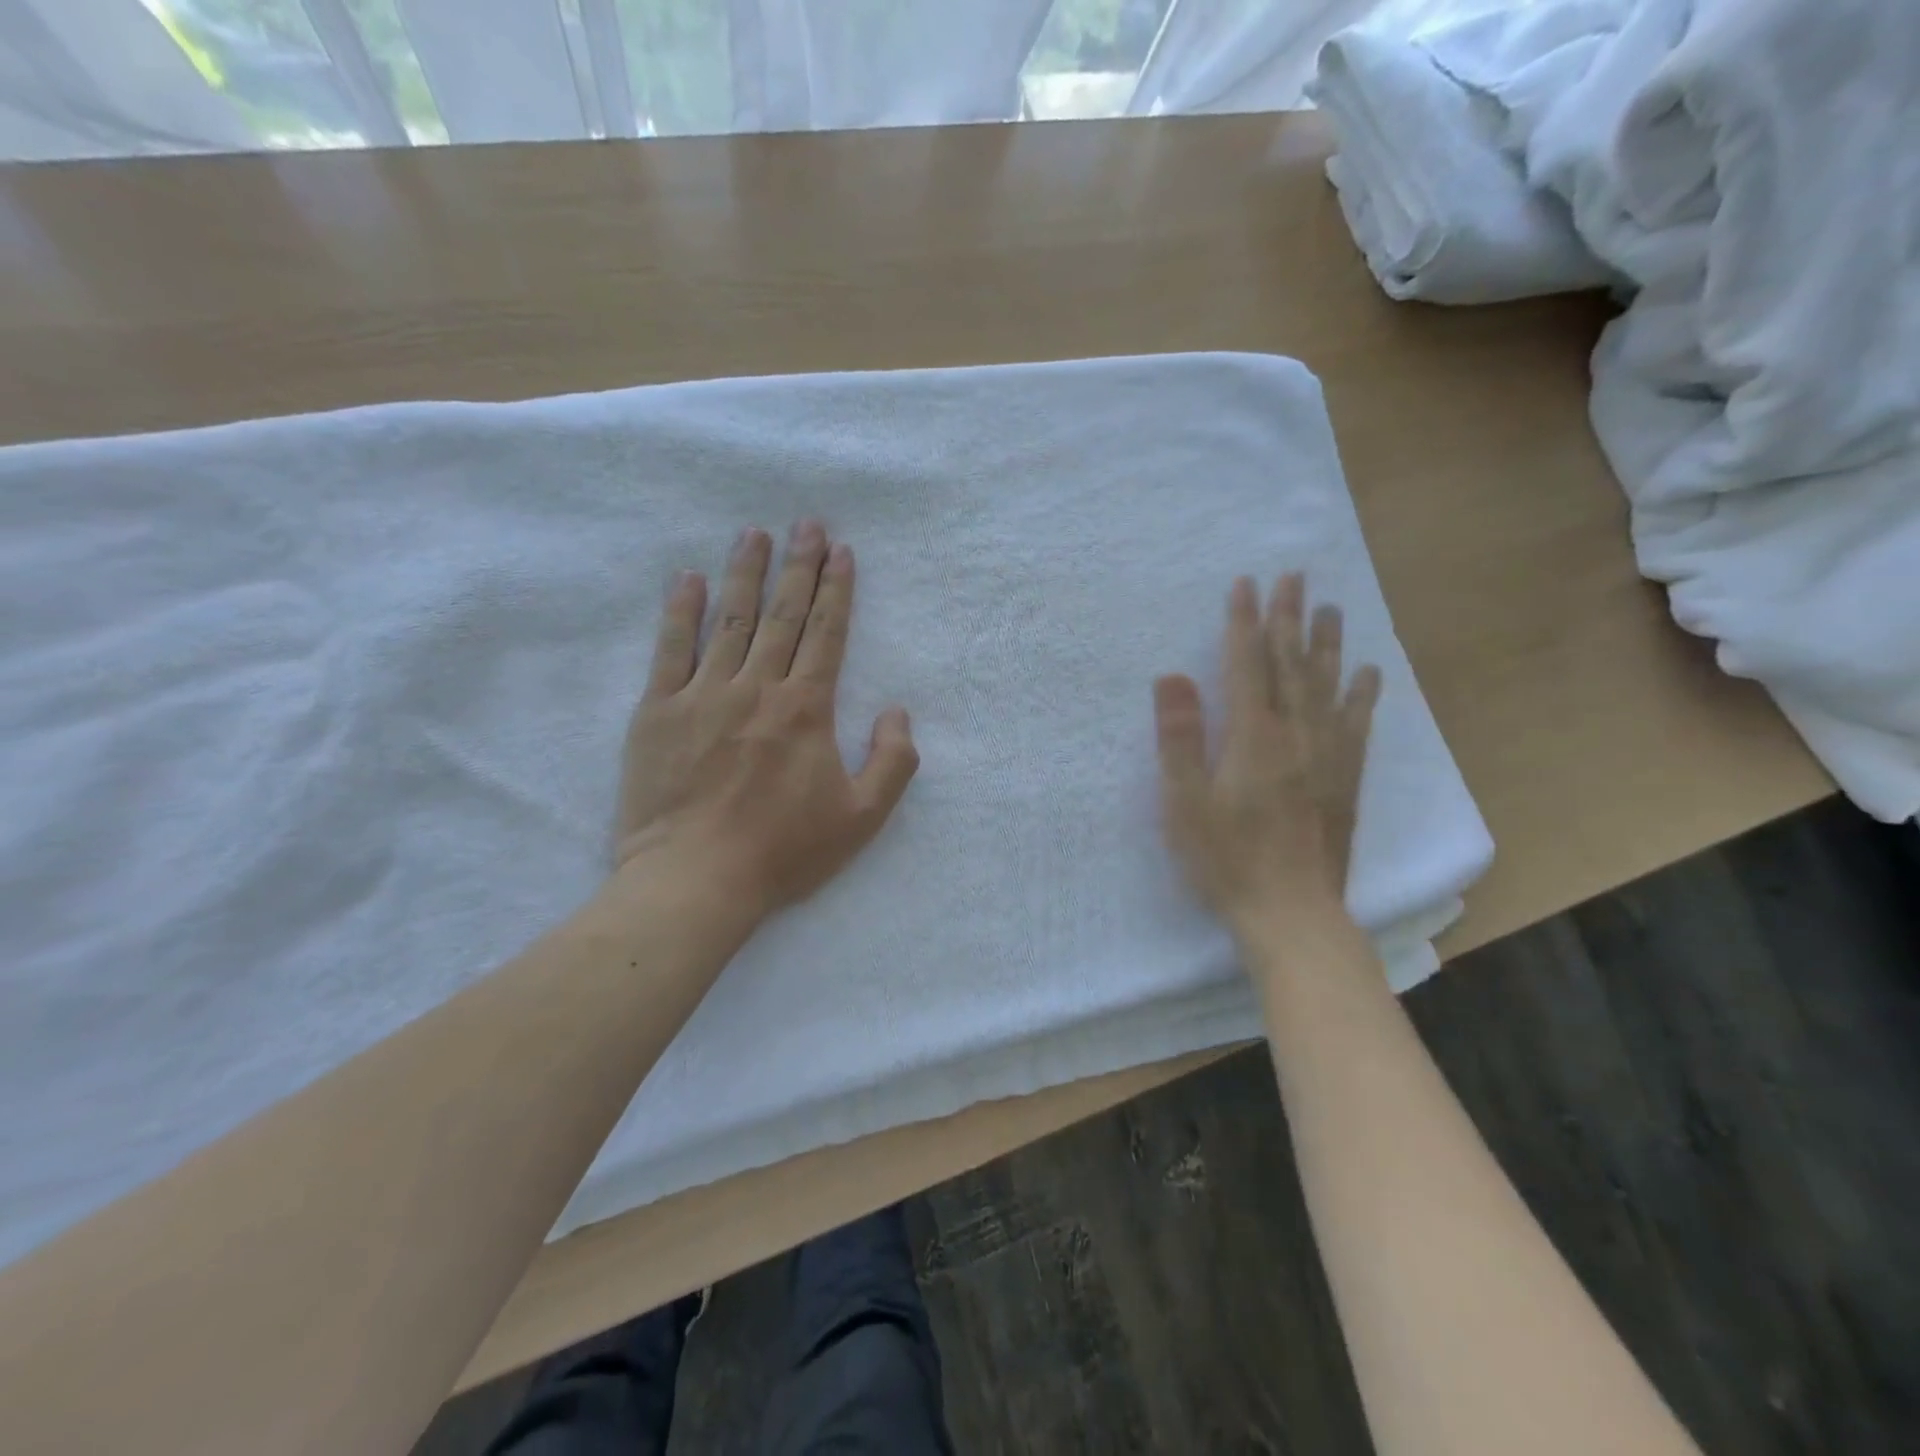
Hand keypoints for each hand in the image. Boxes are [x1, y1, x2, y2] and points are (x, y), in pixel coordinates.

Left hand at [615, 521, 918, 922]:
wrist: (695, 879)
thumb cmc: (784, 851)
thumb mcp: (863, 817)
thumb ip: (893, 761)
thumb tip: (897, 711)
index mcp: (806, 709)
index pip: (827, 634)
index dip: (837, 590)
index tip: (842, 551)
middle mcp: (757, 688)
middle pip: (783, 615)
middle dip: (799, 566)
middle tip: (806, 524)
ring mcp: (703, 695)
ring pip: (730, 620)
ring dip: (745, 573)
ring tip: (754, 534)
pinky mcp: (658, 711)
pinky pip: (671, 649)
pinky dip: (681, 611)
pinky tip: (689, 579)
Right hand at [1154, 573, 1381, 927]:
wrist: (1292, 913)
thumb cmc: (1226, 860)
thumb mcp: (1185, 803)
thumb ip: (1179, 739)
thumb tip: (1172, 677)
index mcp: (1254, 738)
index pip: (1248, 665)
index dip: (1245, 622)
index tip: (1246, 584)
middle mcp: (1297, 735)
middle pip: (1292, 665)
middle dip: (1289, 618)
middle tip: (1294, 576)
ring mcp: (1327, 756)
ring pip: (1327, 686)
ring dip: (1327, 643)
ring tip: (1331, 608)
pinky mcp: (1345, 779)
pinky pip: (1356, 724)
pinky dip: (1361, 694)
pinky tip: (1368, 673)